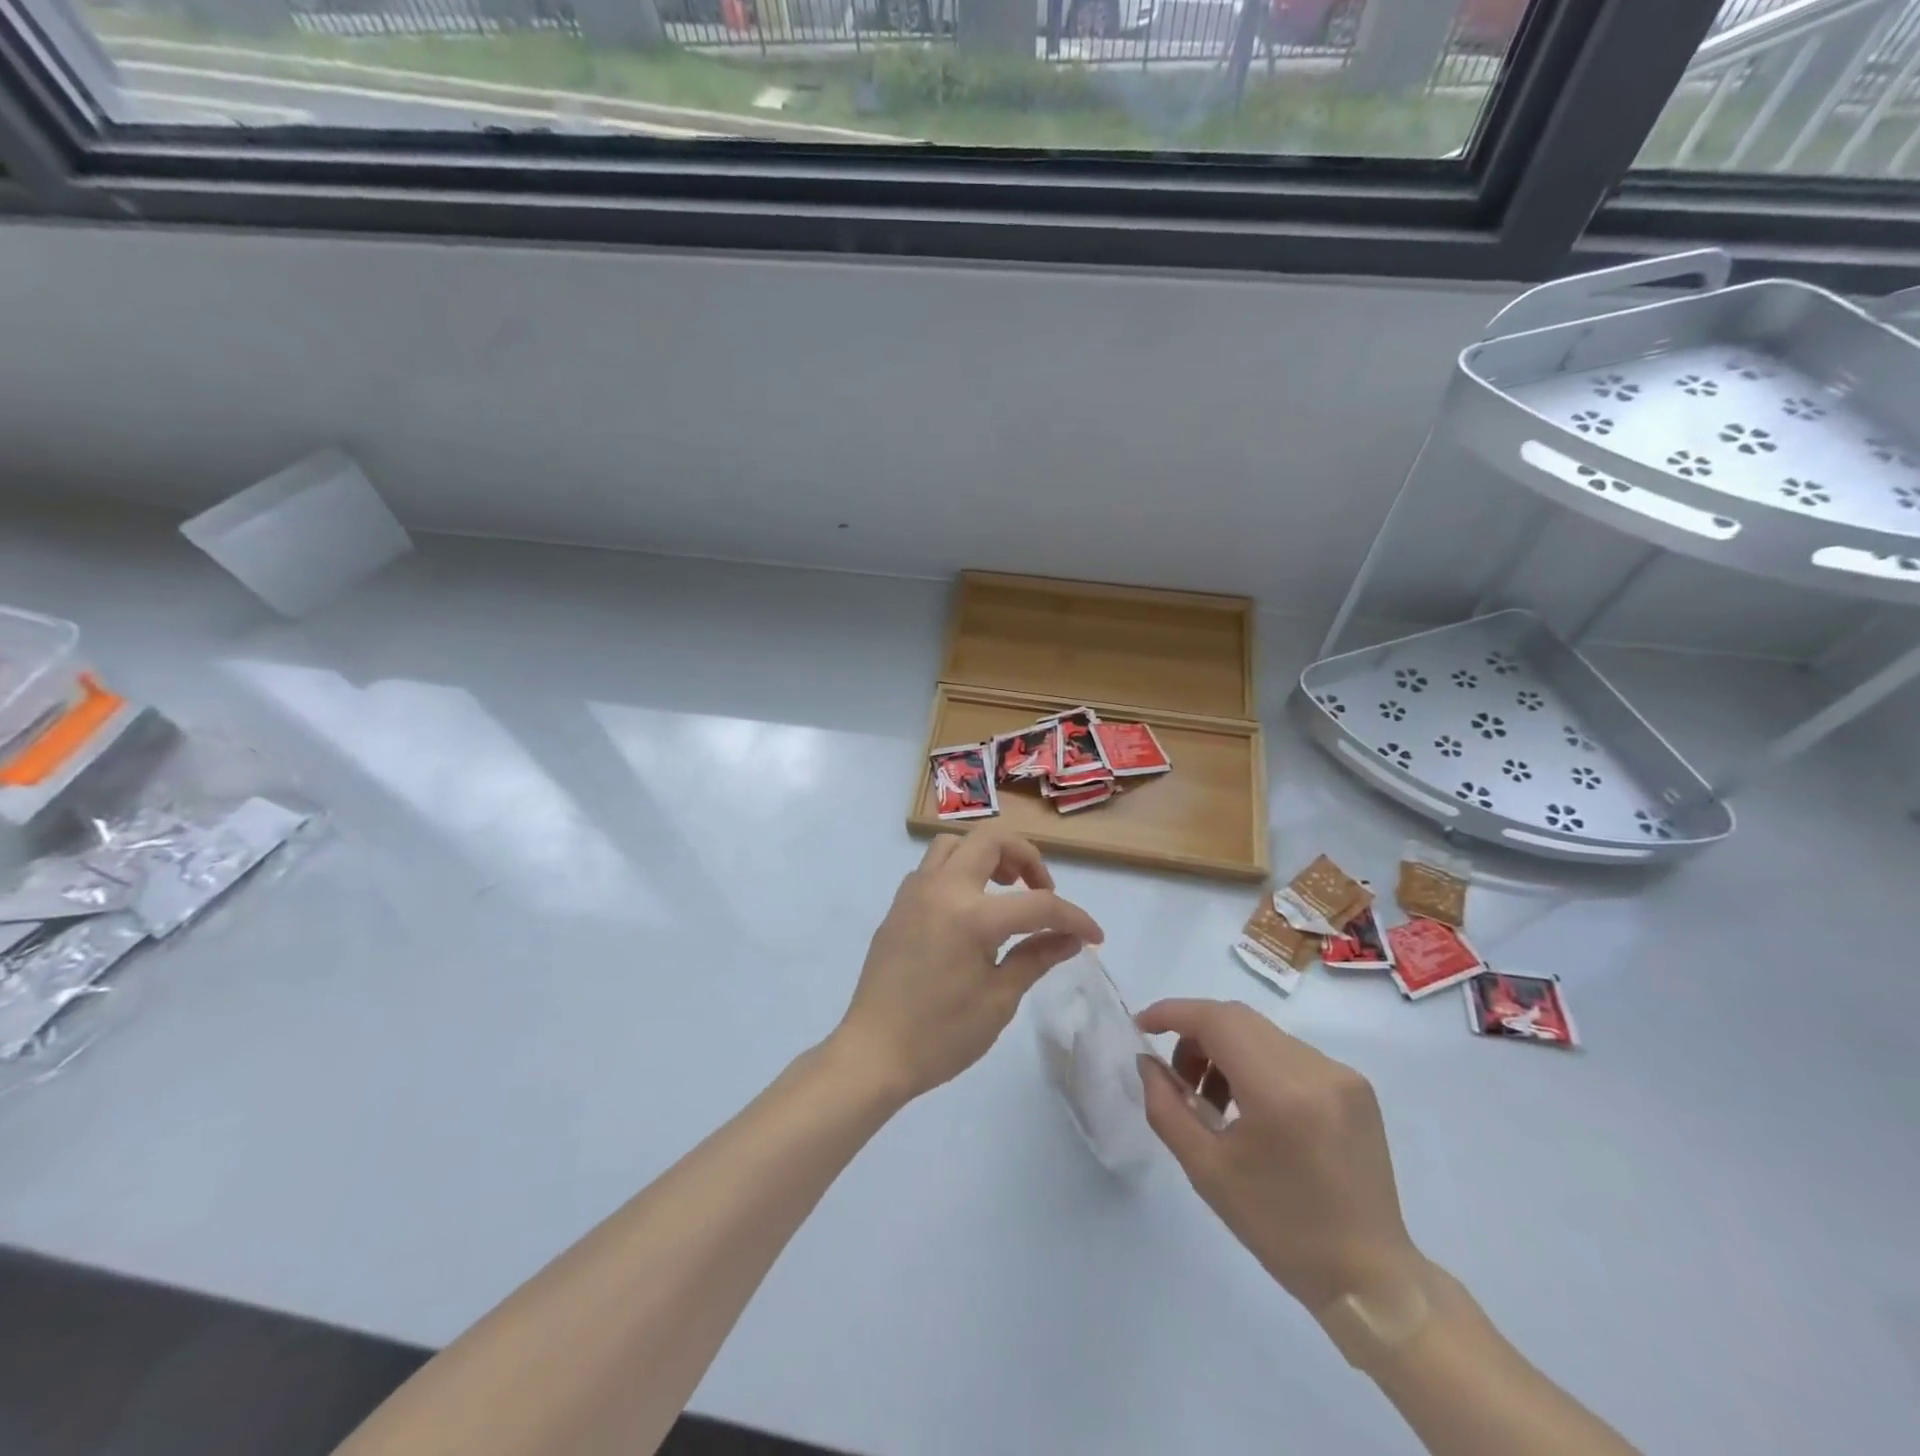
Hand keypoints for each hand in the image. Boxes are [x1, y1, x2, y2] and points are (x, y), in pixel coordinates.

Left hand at [833, 826, 1103, 1104]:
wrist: (873, 1053)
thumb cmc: (941, 1035)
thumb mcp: (999, 1000)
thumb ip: (1036, 957)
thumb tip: (1072, 938)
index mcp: (972, 916)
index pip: (1038, 904)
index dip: (1074, 917)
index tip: (1094, 935)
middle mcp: (941, 889)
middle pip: (991, 840)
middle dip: (1026, 857)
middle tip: (1040, 890)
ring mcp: (914, 893)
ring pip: (955, 844)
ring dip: (986, 856)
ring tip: (1003, 890)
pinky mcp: (898, 906)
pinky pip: (931, 868)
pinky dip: (957, 872)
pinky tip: (967, 909)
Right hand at [1137, 999, 1422, 1313]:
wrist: (1370, 1279)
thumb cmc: (1280, 1229)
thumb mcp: (1206, 1171)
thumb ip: (1166, 1107)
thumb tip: (1147, 1062)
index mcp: (1279, 1091)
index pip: (1215, 1020)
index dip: (1172, 1013)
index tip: (1142, 1026)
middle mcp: (1314, 1068)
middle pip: (1237, 1019)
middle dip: (1195, 1033)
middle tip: (1175, 1075)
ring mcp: (1340, 1074)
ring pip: (1262, 1033)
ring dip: (1225, 1048)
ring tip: (1212, 1099)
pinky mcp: (1355, 1085)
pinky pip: (1289, 1052)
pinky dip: (1256, 1063)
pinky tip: (1250, 1106)